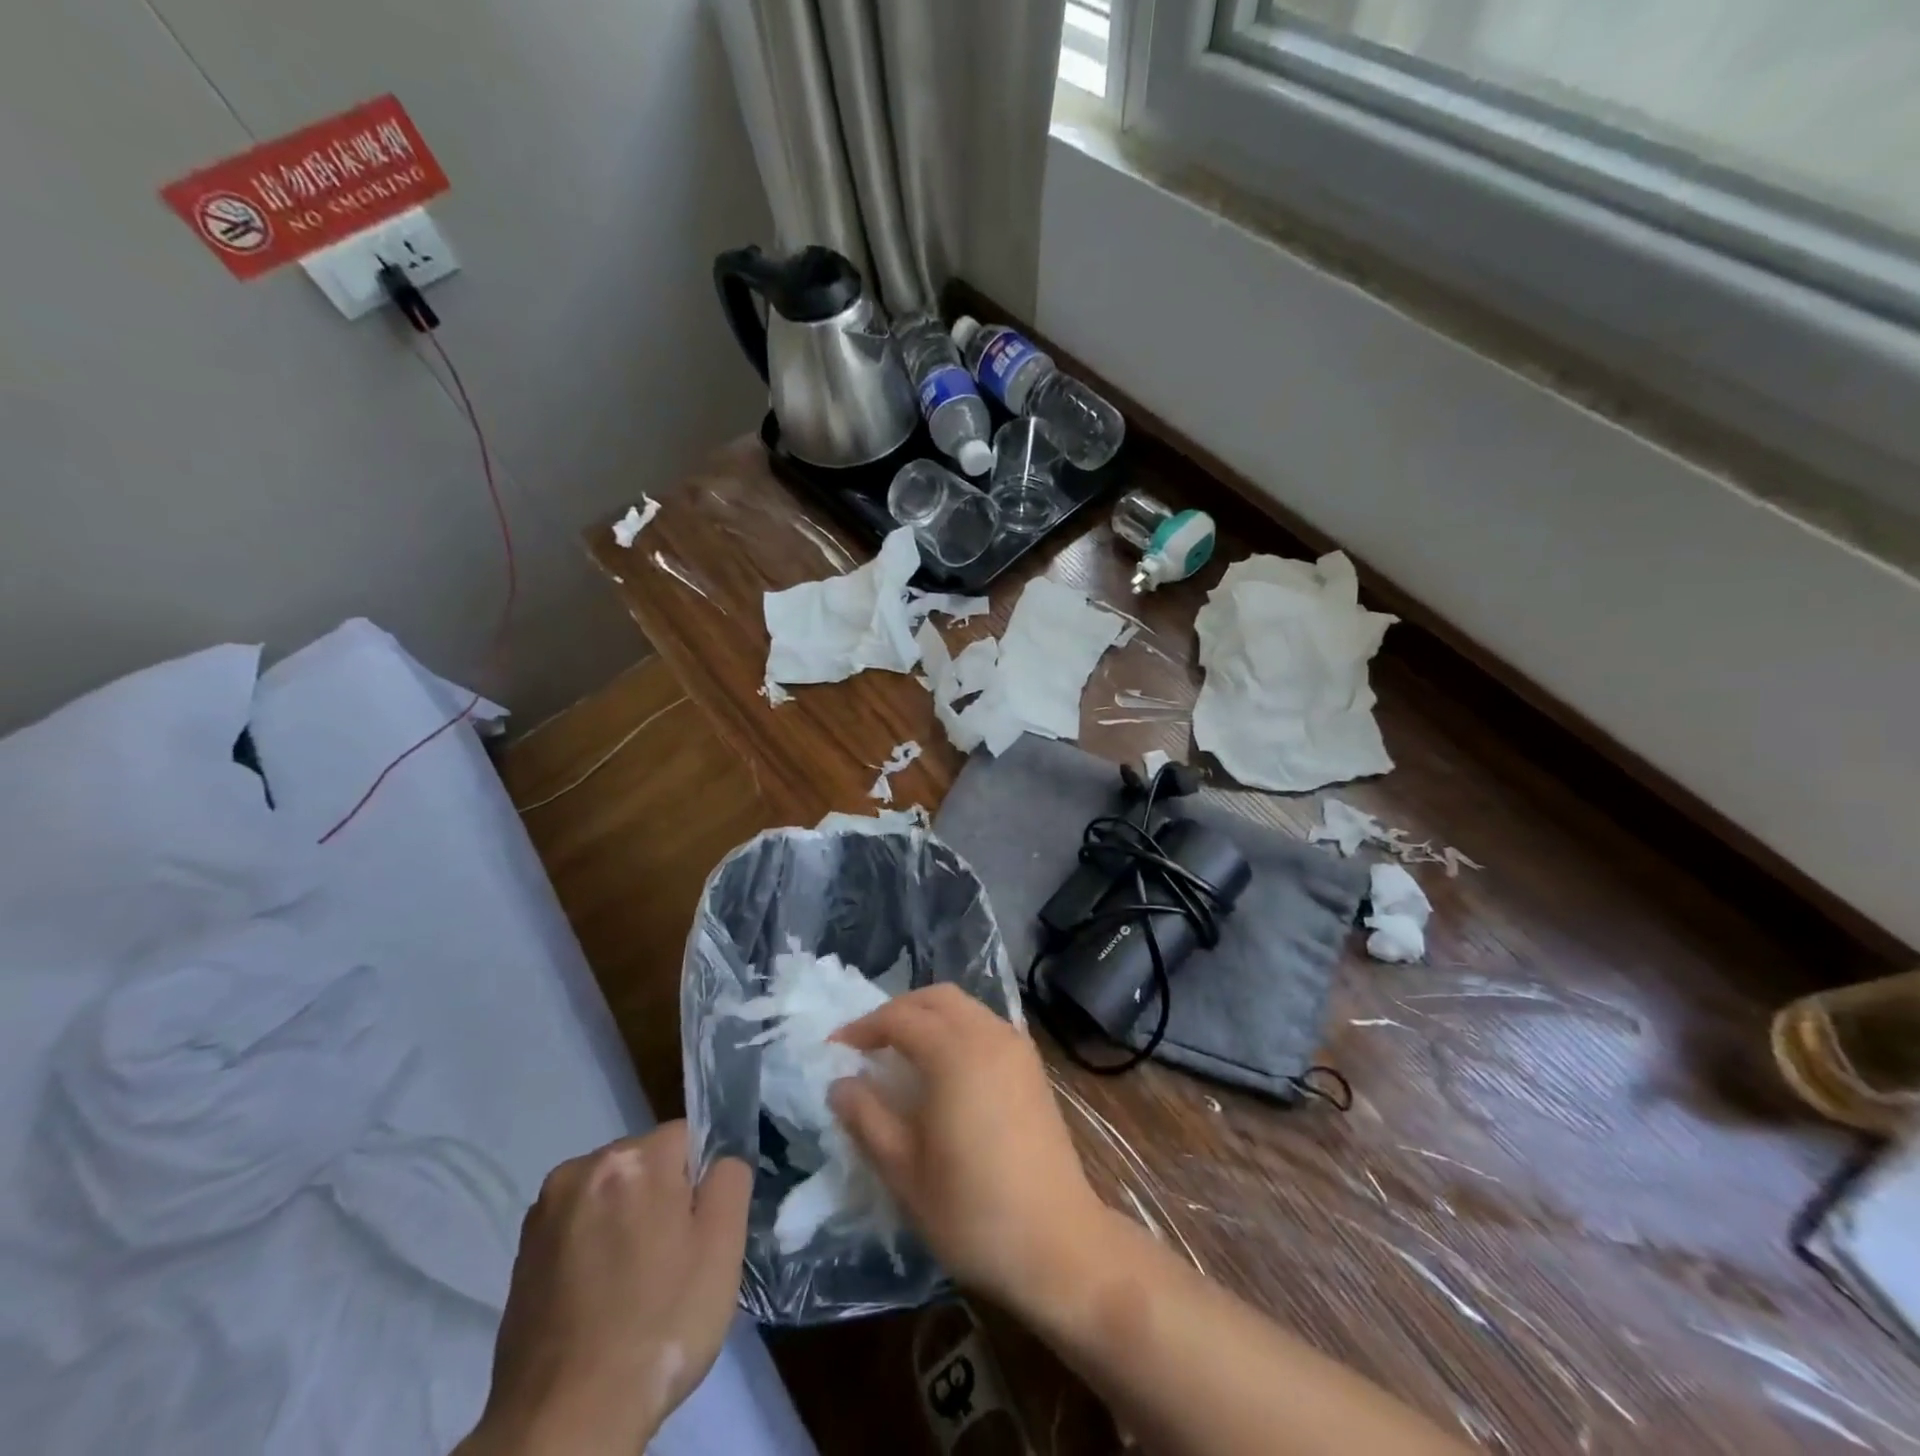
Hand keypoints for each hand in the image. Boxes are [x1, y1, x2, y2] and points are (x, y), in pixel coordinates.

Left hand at [458, 1123, 751, 1455]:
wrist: (563, 1425)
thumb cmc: (658, 1326)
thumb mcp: (723, 1247)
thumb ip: (731, 1180)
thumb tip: (719, 1161)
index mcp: (634, 1158)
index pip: (687, 1138)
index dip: (700, 1183)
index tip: (697, 1233)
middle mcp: (582, 1168)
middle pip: (645, 1163)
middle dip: (662, 1198)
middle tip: (670, 1264)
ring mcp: (544, 1212)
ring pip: (610, 1194)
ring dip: (625, 1221)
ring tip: (631, 1287)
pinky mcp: (520, 1254)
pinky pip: (577, 1228)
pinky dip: (592, 1249)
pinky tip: (598, 1299)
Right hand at [828, 984, 1105, 1310]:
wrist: (1058, 1243)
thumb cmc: (972, 1210)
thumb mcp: (904, 1170)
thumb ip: (867, 1118)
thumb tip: (840, 1084)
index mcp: (955, 1052)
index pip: (900, 1018)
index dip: (863, 1028)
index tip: (835, 1049)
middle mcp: (989, 1035)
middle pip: (936, 998)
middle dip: (898, 1011)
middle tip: (868, 1043)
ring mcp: (1016, 1047)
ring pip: (965, 1007)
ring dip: (929, 1017)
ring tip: (901, 1053)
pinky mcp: (1032, 1067)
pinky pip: (986, 1026)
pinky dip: (957, 1029)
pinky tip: (944, 1068)